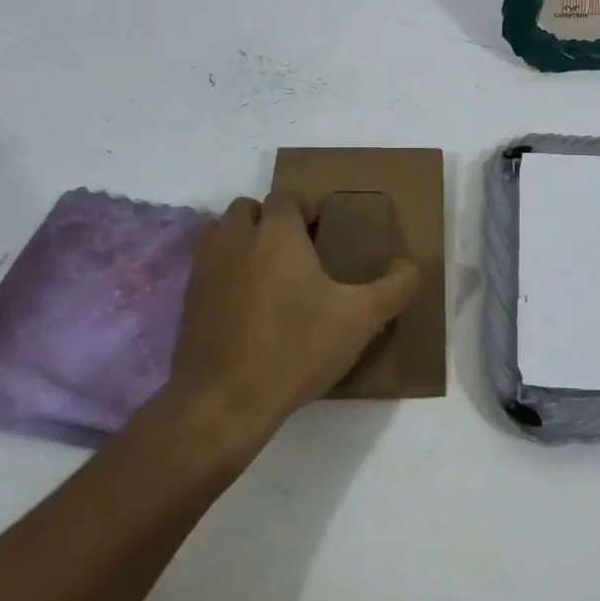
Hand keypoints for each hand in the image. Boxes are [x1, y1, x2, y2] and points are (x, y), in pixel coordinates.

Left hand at [153, 191, 418, 451]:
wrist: (224, 403)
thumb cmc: (296, 350)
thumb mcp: (361, 320)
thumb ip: (396, 287)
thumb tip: (411, 266)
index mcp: (277, 234)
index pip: (286, 197)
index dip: (305, 209)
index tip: (322, 236)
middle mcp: (236, 240)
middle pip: (248, 208)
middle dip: (270, 220)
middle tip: (295, 252)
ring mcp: (206, 268)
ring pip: (220, 232)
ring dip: (241, 239)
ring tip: (266, 271)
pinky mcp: (188, 299)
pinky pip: (205, 265)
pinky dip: (224, 270)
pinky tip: (244, 305)